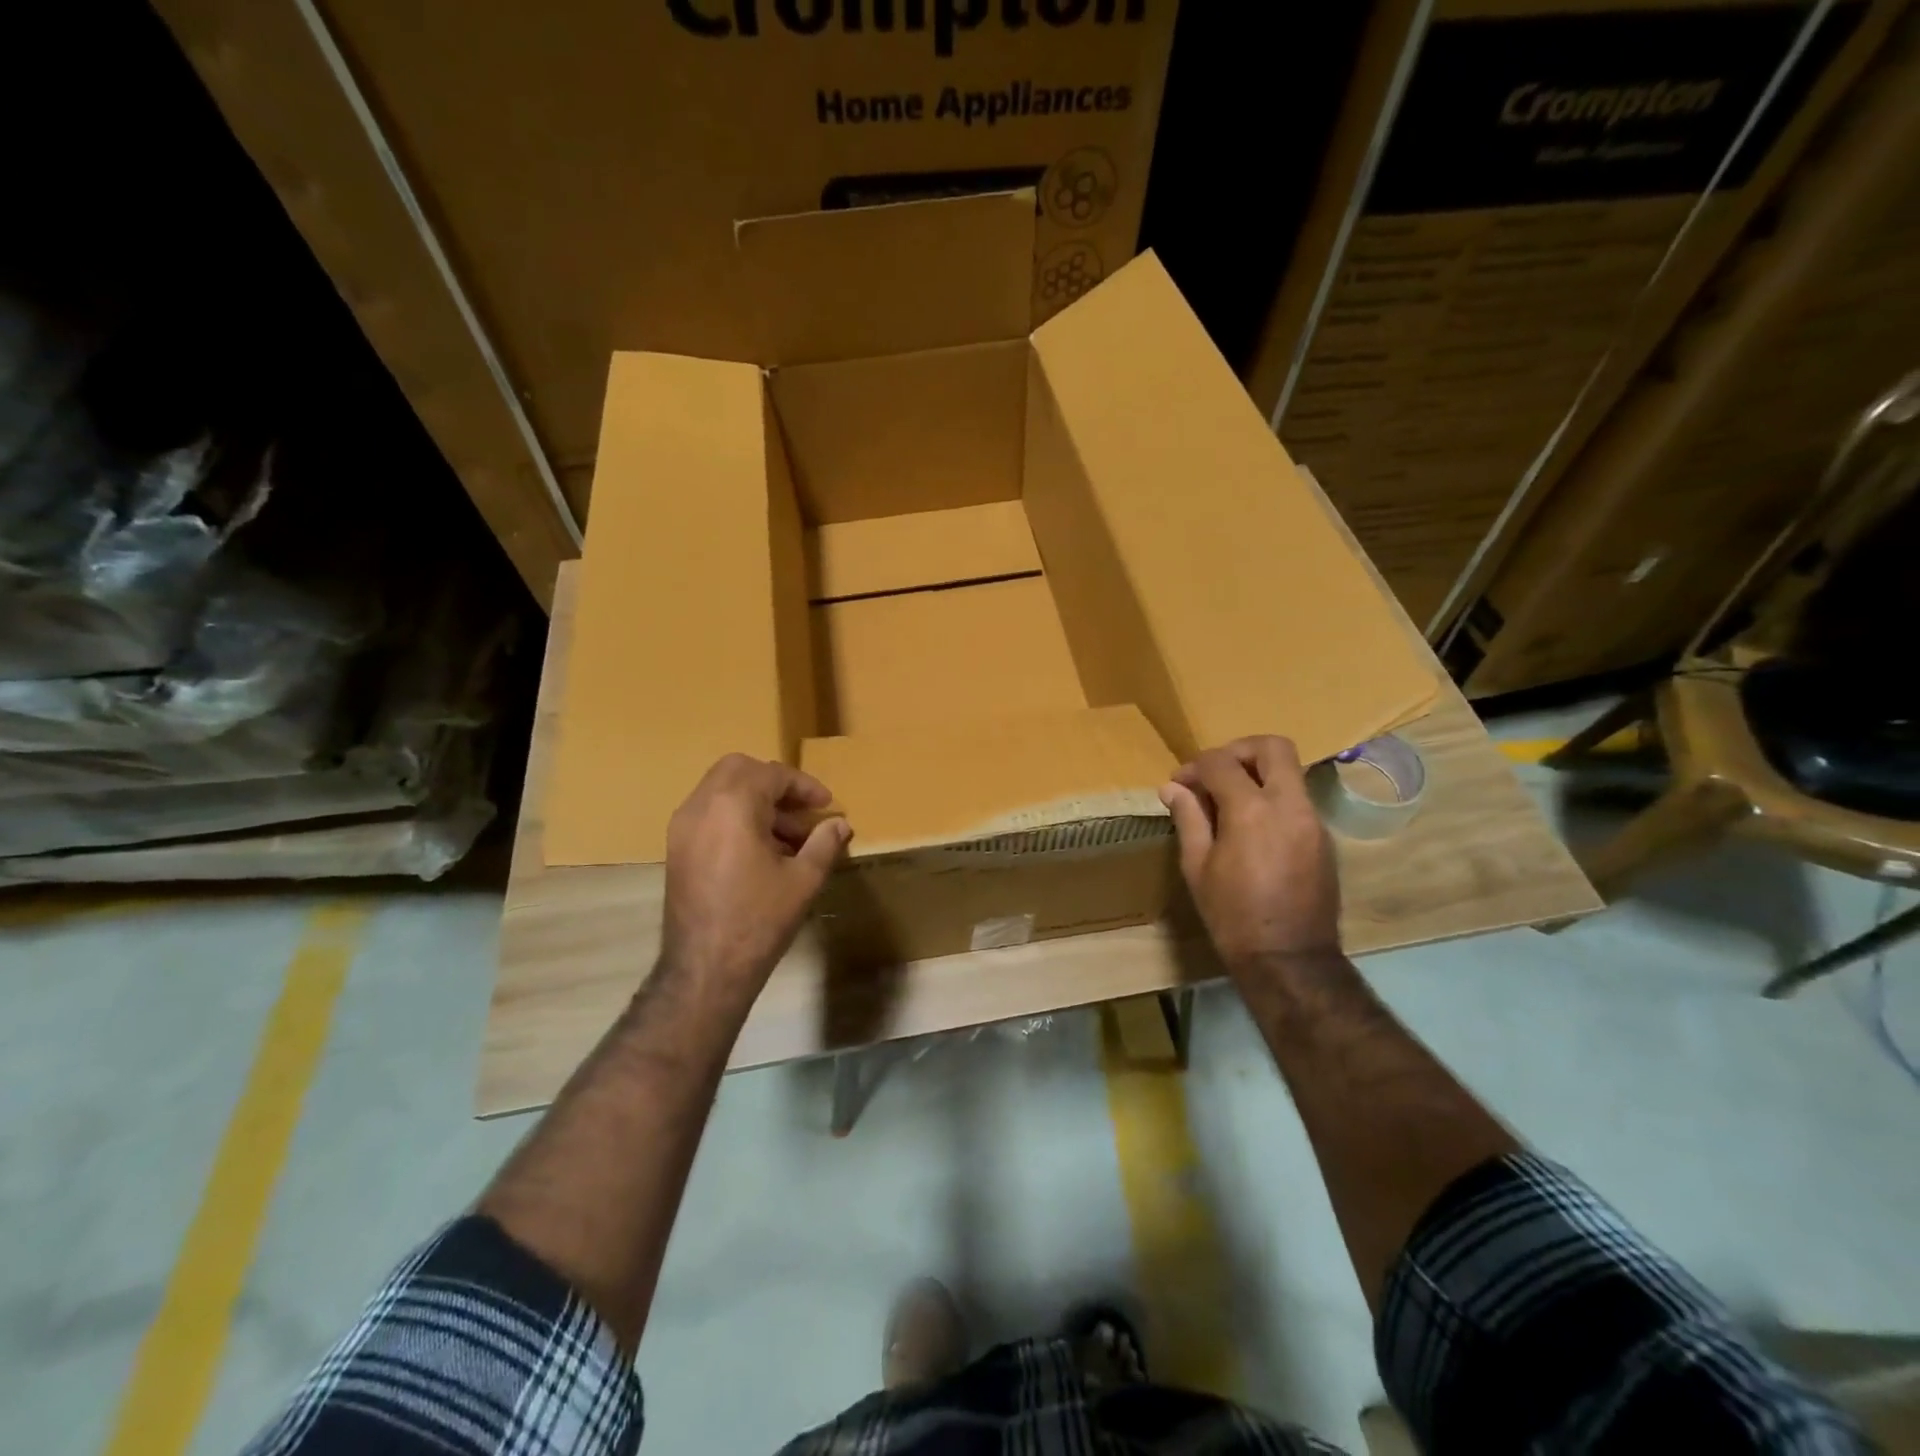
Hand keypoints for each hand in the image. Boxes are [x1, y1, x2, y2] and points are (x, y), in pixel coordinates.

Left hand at [661, 754, 850, 1002]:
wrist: (705, 968)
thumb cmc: (759, 920)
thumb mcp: (803, 879)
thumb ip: (824, 843)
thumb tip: (841, 824)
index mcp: (732, 805)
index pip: (772, 775)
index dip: (804, 786)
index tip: (826, 806)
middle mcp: (700, 806)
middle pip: (738, 769)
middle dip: (774, 784)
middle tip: (801, 809)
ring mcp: (682, 827)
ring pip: (720, 790)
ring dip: (755, 800)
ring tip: (788, 836)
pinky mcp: (677, 849)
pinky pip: (709, 813)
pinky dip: (735, 816)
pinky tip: (761, 850)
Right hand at [1159, 736, 1339, 968]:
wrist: (1289, 959)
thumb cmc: (1232, 916)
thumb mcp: (1197, 867)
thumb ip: (1188, 819)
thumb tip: (1172, 788)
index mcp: (1252, 811)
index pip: (1221, 763)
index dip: (1195, 767)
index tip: (1180, 784)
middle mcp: (1289, 805)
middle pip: (1273, 747)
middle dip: (1239, 750)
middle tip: (1215, 773)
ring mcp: (1313, 820)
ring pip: (1290, 772)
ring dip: (1258, 774)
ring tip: (1229, 802)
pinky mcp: (1324, 838)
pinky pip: (1297, 799)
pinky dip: (1273, 798)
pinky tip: (1252, 827)